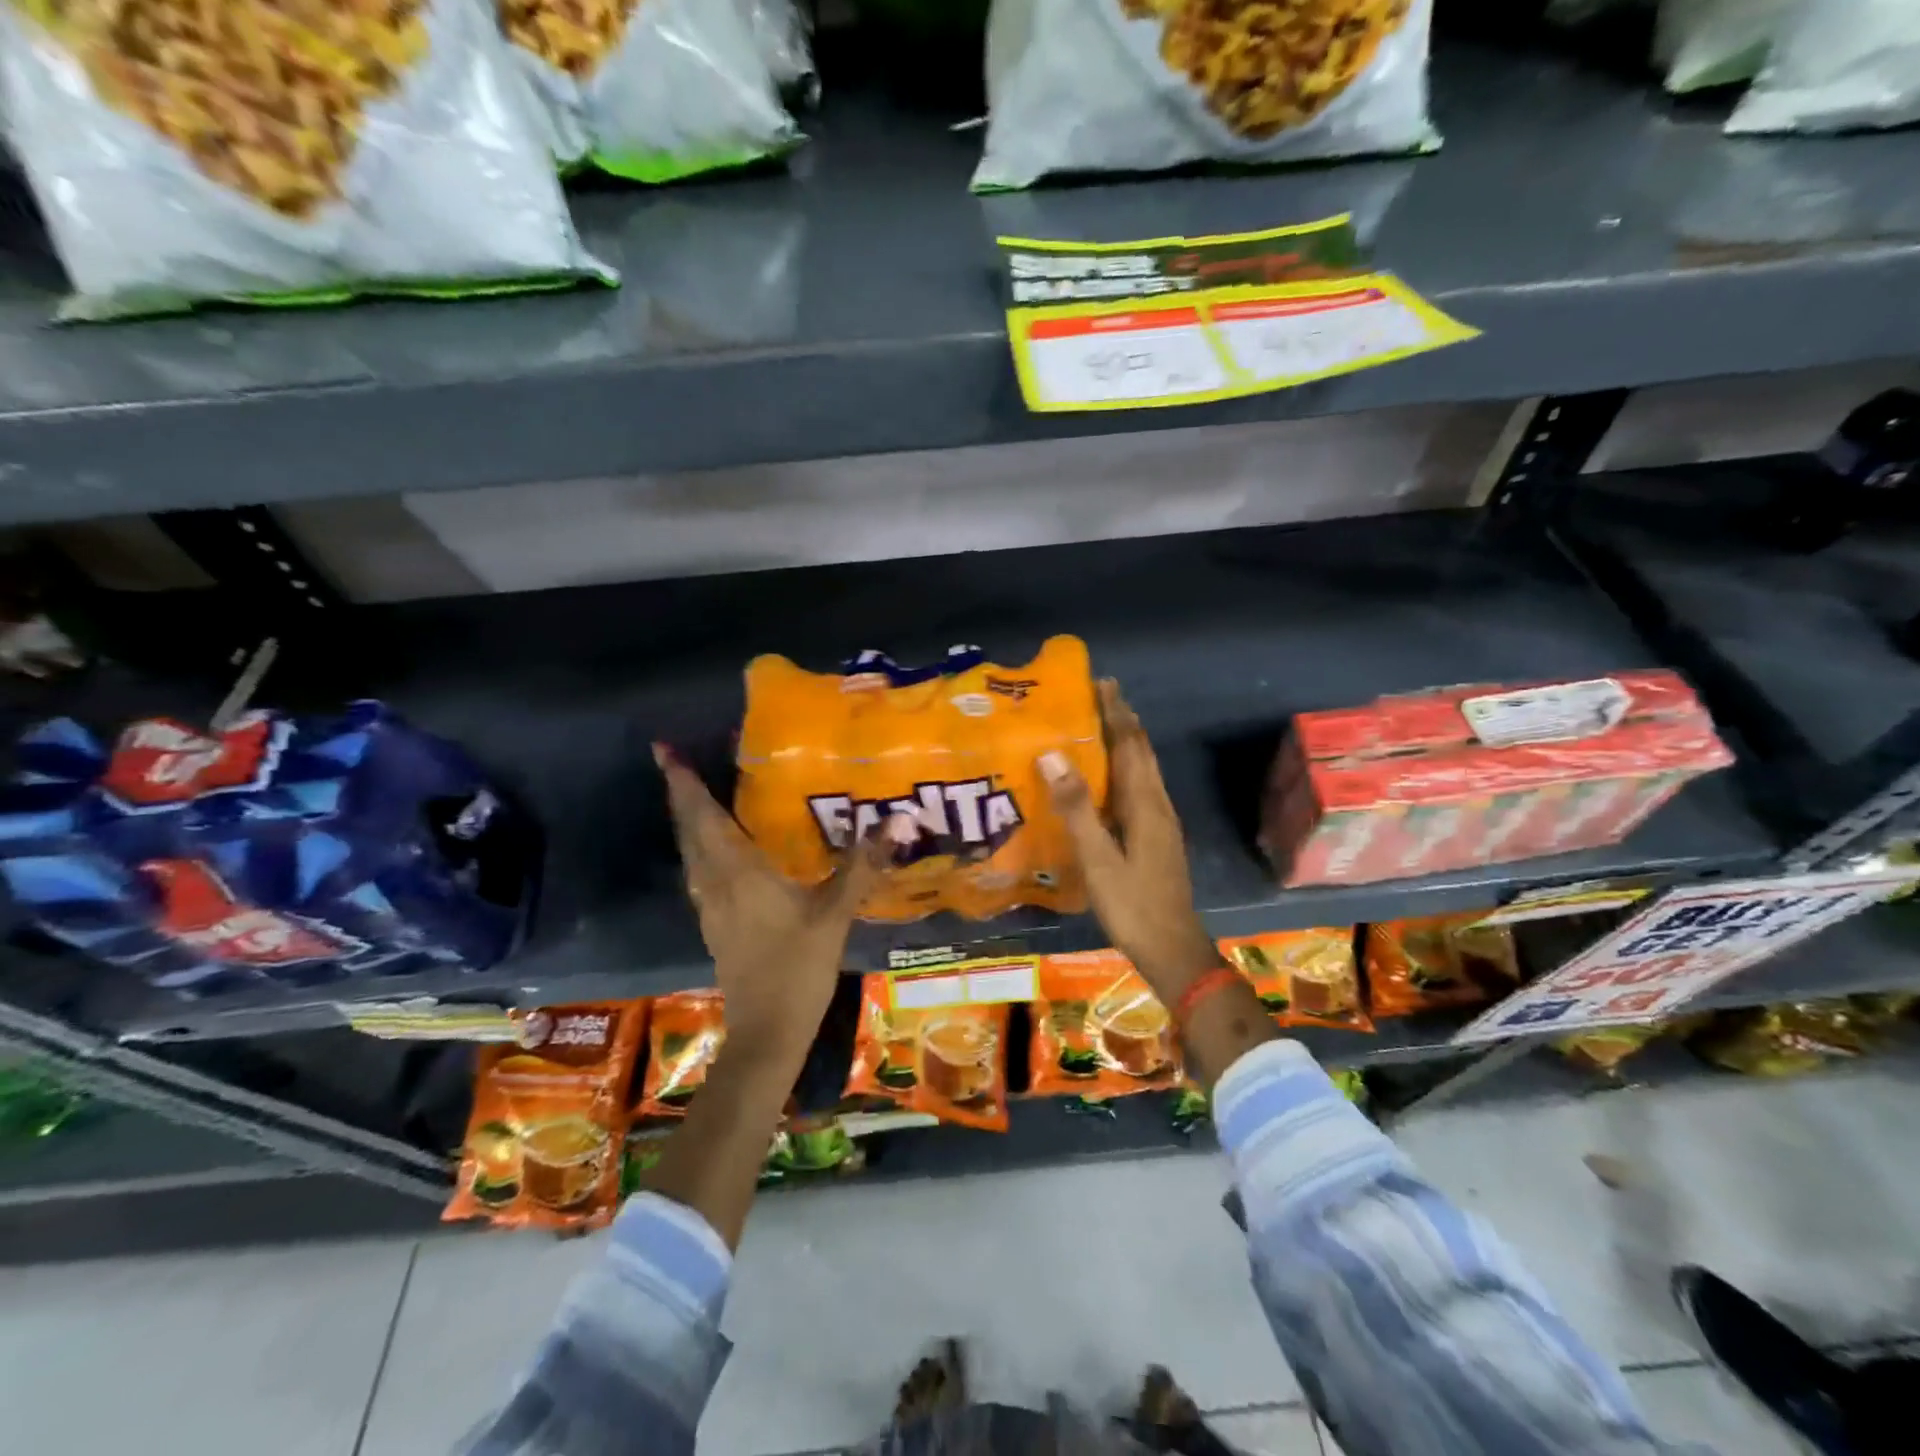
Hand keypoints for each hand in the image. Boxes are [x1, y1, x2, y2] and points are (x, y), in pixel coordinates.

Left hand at [655, 744, 899, 1066]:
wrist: (767, 1031)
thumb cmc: (798, 967)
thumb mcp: (835, 913)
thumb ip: (862, 866)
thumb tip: (899, 820)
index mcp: (738, 872)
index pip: (703, 816)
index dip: (683, 782)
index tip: (664, 750)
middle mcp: (714, 882)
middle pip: (689, 829)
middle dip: (680, 793)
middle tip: (676, 760)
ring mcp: (710, 905)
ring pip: (690, 851)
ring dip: (688, 819)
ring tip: (694, 793)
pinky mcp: (715, 922)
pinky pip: (700, 870)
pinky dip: (701, 845)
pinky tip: (719, 846)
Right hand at [1038, 680, 1224, 1004]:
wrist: (1173, 948)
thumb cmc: (1133, 905)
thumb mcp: (1098, 858)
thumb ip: (1076, 808)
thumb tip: (1053, 755)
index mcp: (1145, 804)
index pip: (1131, 745)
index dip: (1117, 713)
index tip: (1102, 683)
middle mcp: (1157, 805)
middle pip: (1142, 752)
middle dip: (1124, 720)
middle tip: (1100, 694)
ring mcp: (1161, 823)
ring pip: (1142, 770)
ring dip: (1125, 742)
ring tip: (1101, 725)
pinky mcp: (1157, 838)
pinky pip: (1139, 789)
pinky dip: (1124, 769)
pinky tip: (1107, 779)